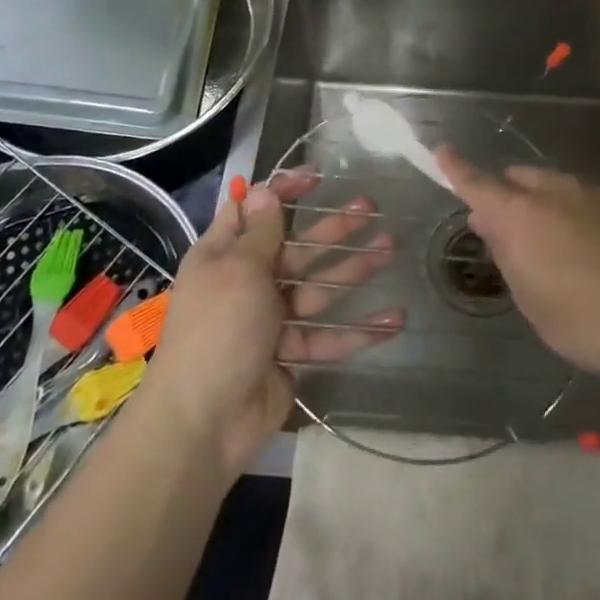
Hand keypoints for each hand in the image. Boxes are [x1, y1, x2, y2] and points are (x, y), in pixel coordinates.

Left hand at [144, 170, 402, 475]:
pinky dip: (359, 330)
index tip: (319, 177)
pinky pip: (327, 336)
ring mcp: (269, 320)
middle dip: (333, 227)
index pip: (255, 211)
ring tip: (390, 247)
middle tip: (371, 206)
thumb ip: (262, 232)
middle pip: (297, 246)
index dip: (284, 191)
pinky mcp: (289, 355)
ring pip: (319, 287)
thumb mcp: (240, 270)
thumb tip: (264, 188)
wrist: (204, 422)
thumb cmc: (218, 330)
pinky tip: (395, 319)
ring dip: (354, 268)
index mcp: (224, 255)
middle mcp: (246, 282)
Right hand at [436, 148, 599, 410]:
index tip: (441, 150)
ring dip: (534, 204)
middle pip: (515, 180)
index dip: (456, 167)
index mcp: (521, 216)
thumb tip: (489, 222)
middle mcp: (552, 192)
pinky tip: (580, 250)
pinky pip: (575, 197)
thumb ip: (507, 256)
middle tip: (501, 233)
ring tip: (543, 247)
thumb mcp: (533, 302)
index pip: (477, 183)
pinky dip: (563, 212)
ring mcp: (590, 194)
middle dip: (501, 196)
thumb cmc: (589, 323)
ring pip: (547, 186)